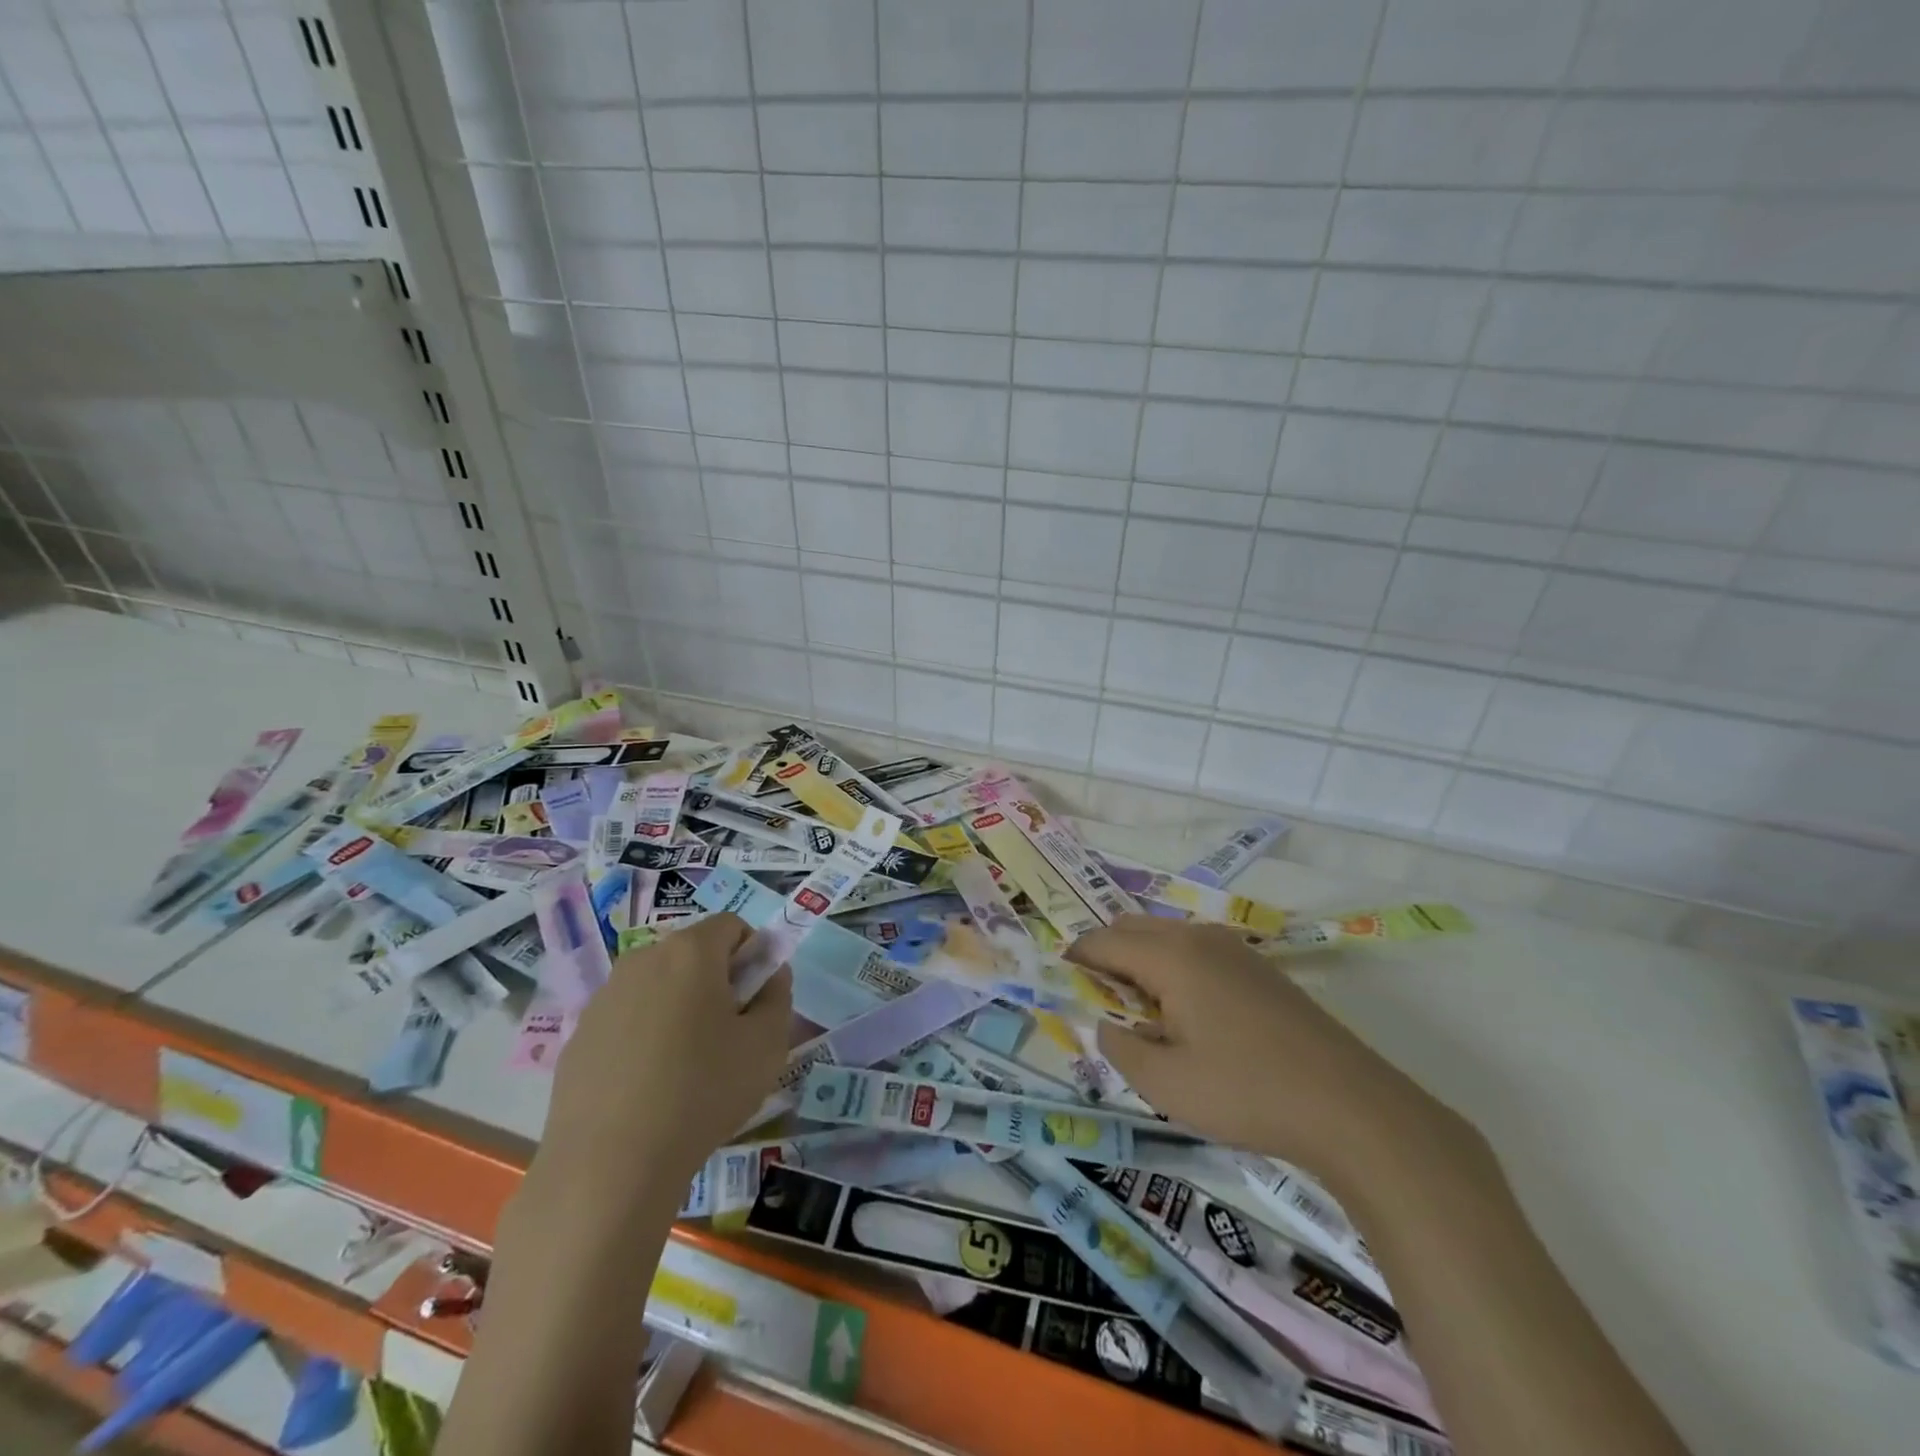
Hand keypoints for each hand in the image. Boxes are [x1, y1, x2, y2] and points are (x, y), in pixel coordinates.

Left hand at [541, 912, 791, 1194]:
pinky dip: (644, 1036)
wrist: (609, 1166)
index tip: (757, 998)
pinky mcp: (578, 1037)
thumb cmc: (702, 1092)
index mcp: (690, 952)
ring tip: (687, 1065)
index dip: (753, 953)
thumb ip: (777, 997)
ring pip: (657, 986)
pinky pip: (626, 1019)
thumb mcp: (767, 1045)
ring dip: (679, 1007)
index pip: (732, 925)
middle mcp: (642, 960)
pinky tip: (648, 1086)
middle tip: (729, 1032)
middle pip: (692, 953)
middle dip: (716, 979)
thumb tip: (771, 975)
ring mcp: (604, 997)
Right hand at [1072, 916, 1457, 1184]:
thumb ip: (1120, 1046)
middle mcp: (1199, 938)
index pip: (1103, 942)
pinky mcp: (1259, 968)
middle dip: (1106, 956)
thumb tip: (1107, 1023)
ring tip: (1144, 1016)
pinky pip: (1197, 951)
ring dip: (1141, 961)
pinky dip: (1174, 968)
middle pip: (1133, 928)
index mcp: (1171, 956)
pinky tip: (1190, 1017)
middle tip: (1101, 1006)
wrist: (1351, 1107)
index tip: (1061, 987)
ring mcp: (1234, 949)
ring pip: (1166, 937)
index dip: (1075, 961)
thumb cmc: (1247, 1092)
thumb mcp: (1166, 1083)